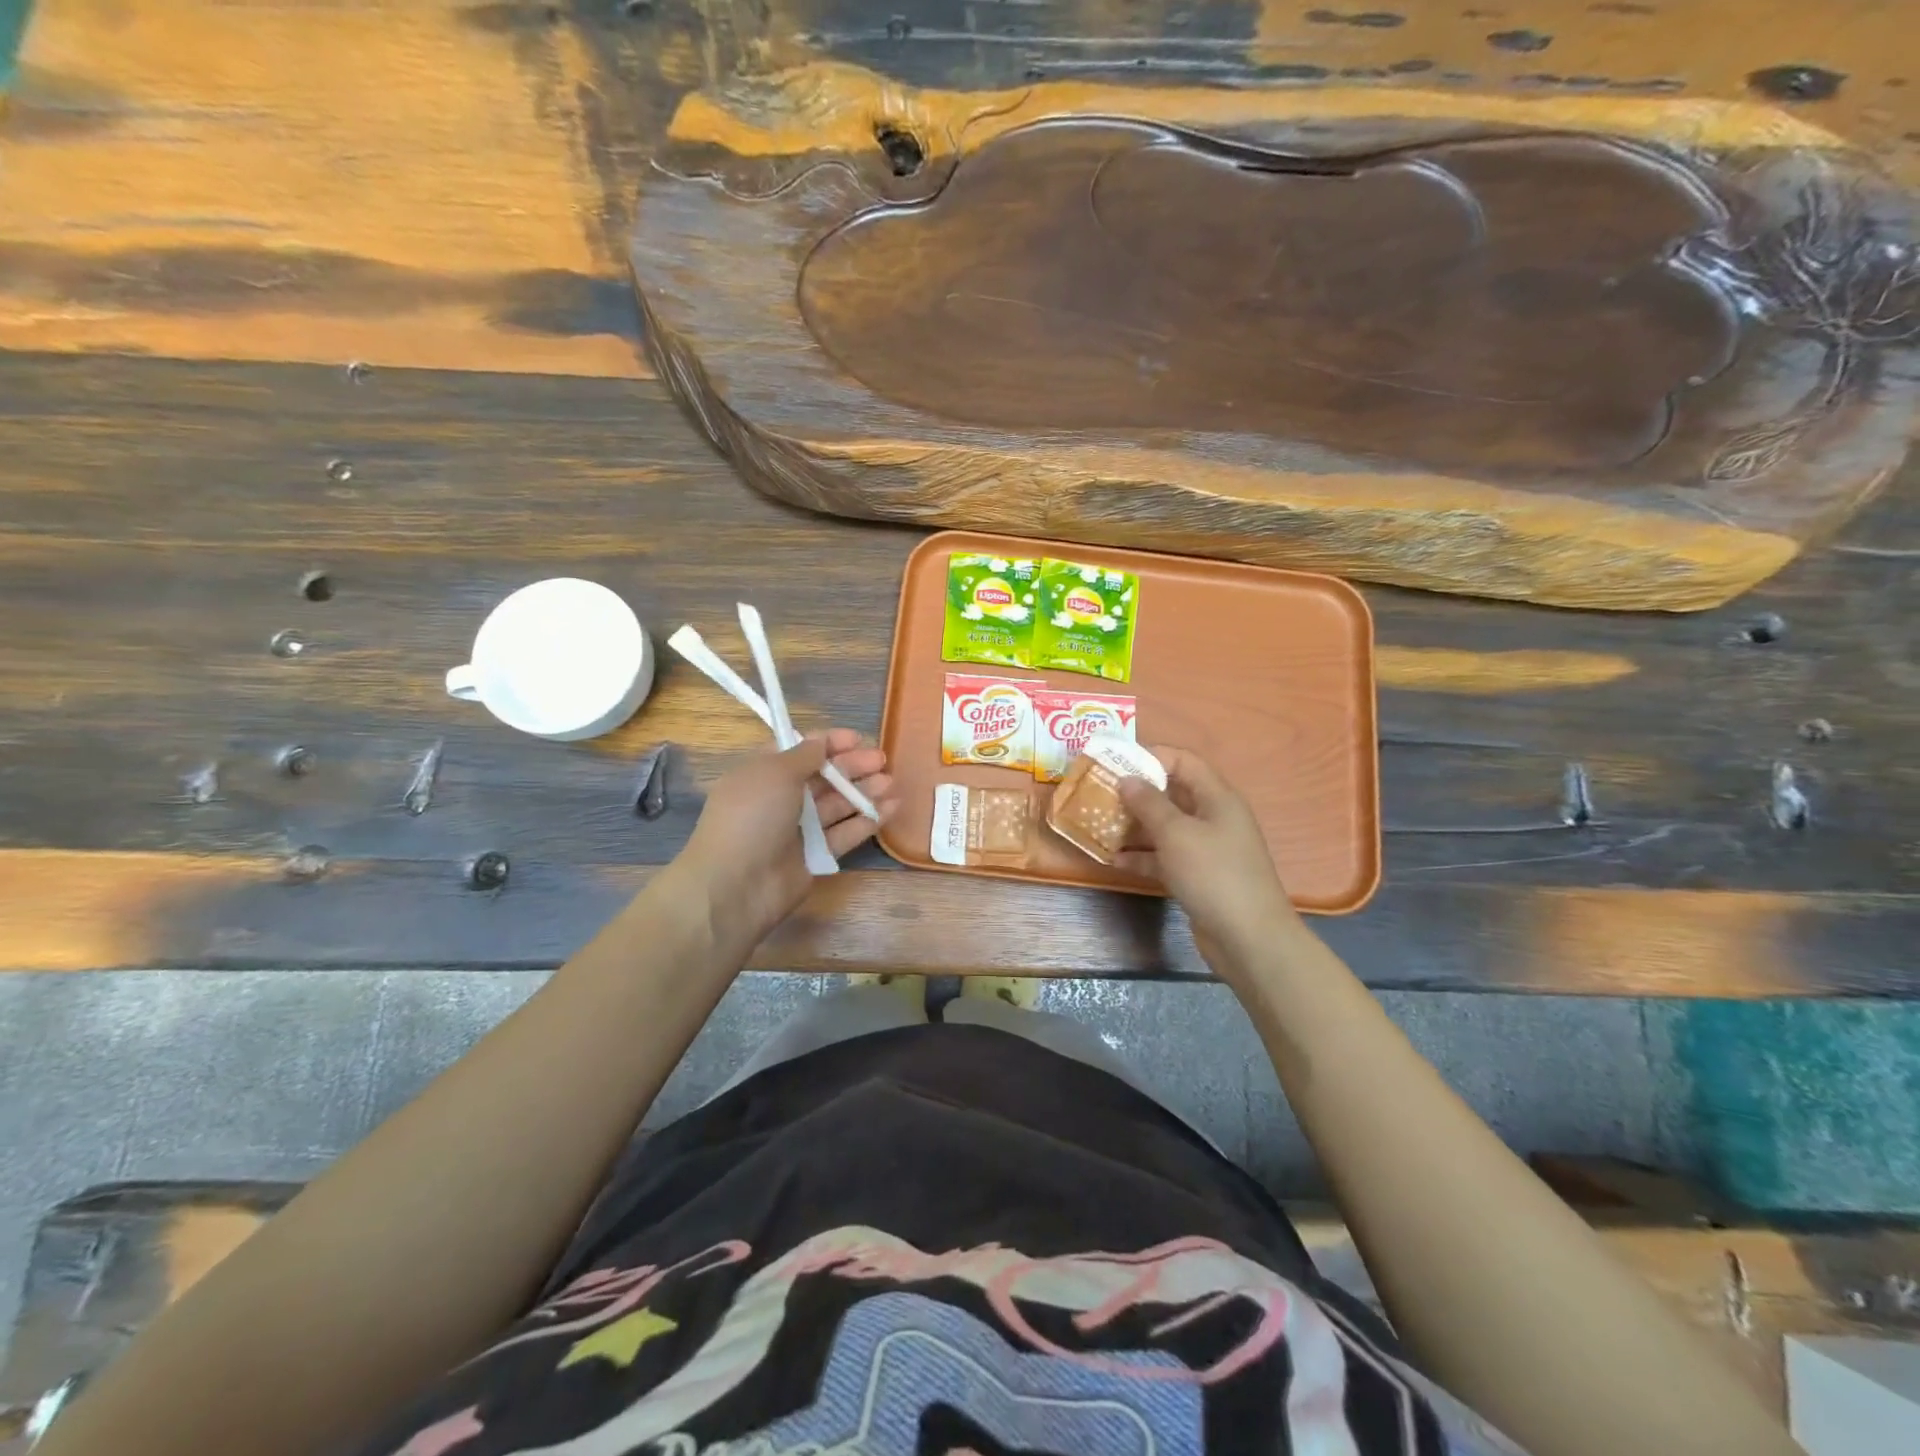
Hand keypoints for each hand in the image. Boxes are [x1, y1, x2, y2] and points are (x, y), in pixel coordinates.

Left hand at [676, 728, 896, 946]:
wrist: (736, 885)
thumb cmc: (751, 817)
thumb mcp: (774, 773)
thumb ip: (804, 755)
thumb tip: (820, 743)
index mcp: (764, 774)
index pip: (800, 751)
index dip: (829, 743)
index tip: (857, 738)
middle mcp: (781, 799)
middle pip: (823, 777)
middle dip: (852, 766)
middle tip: (881, 760)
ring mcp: (799, 829)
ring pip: (838, 804)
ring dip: (864, 791)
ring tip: (891, 782)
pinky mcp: (816, 856)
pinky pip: (846, 833)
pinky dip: (868, 820)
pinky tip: (893, 807)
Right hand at [1116, 747, 1298, 976]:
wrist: (1248, 938)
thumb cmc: (1213, 874)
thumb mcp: (1176, 833)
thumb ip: (1149, 803)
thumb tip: (1127, 778)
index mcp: (1217, 797)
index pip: (1183, 761)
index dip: (1151, 756)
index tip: (1115, 761)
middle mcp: (1213, 817)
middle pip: (1172, 793)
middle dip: (1136, 792)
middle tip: (1099, 792)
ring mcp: (1206, 849)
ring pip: (1165, 827)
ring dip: (1134, 825)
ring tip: (1098, 824)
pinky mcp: (1198, 876)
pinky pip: (1165, 857)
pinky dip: (1142, 856)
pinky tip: (1113, 860)